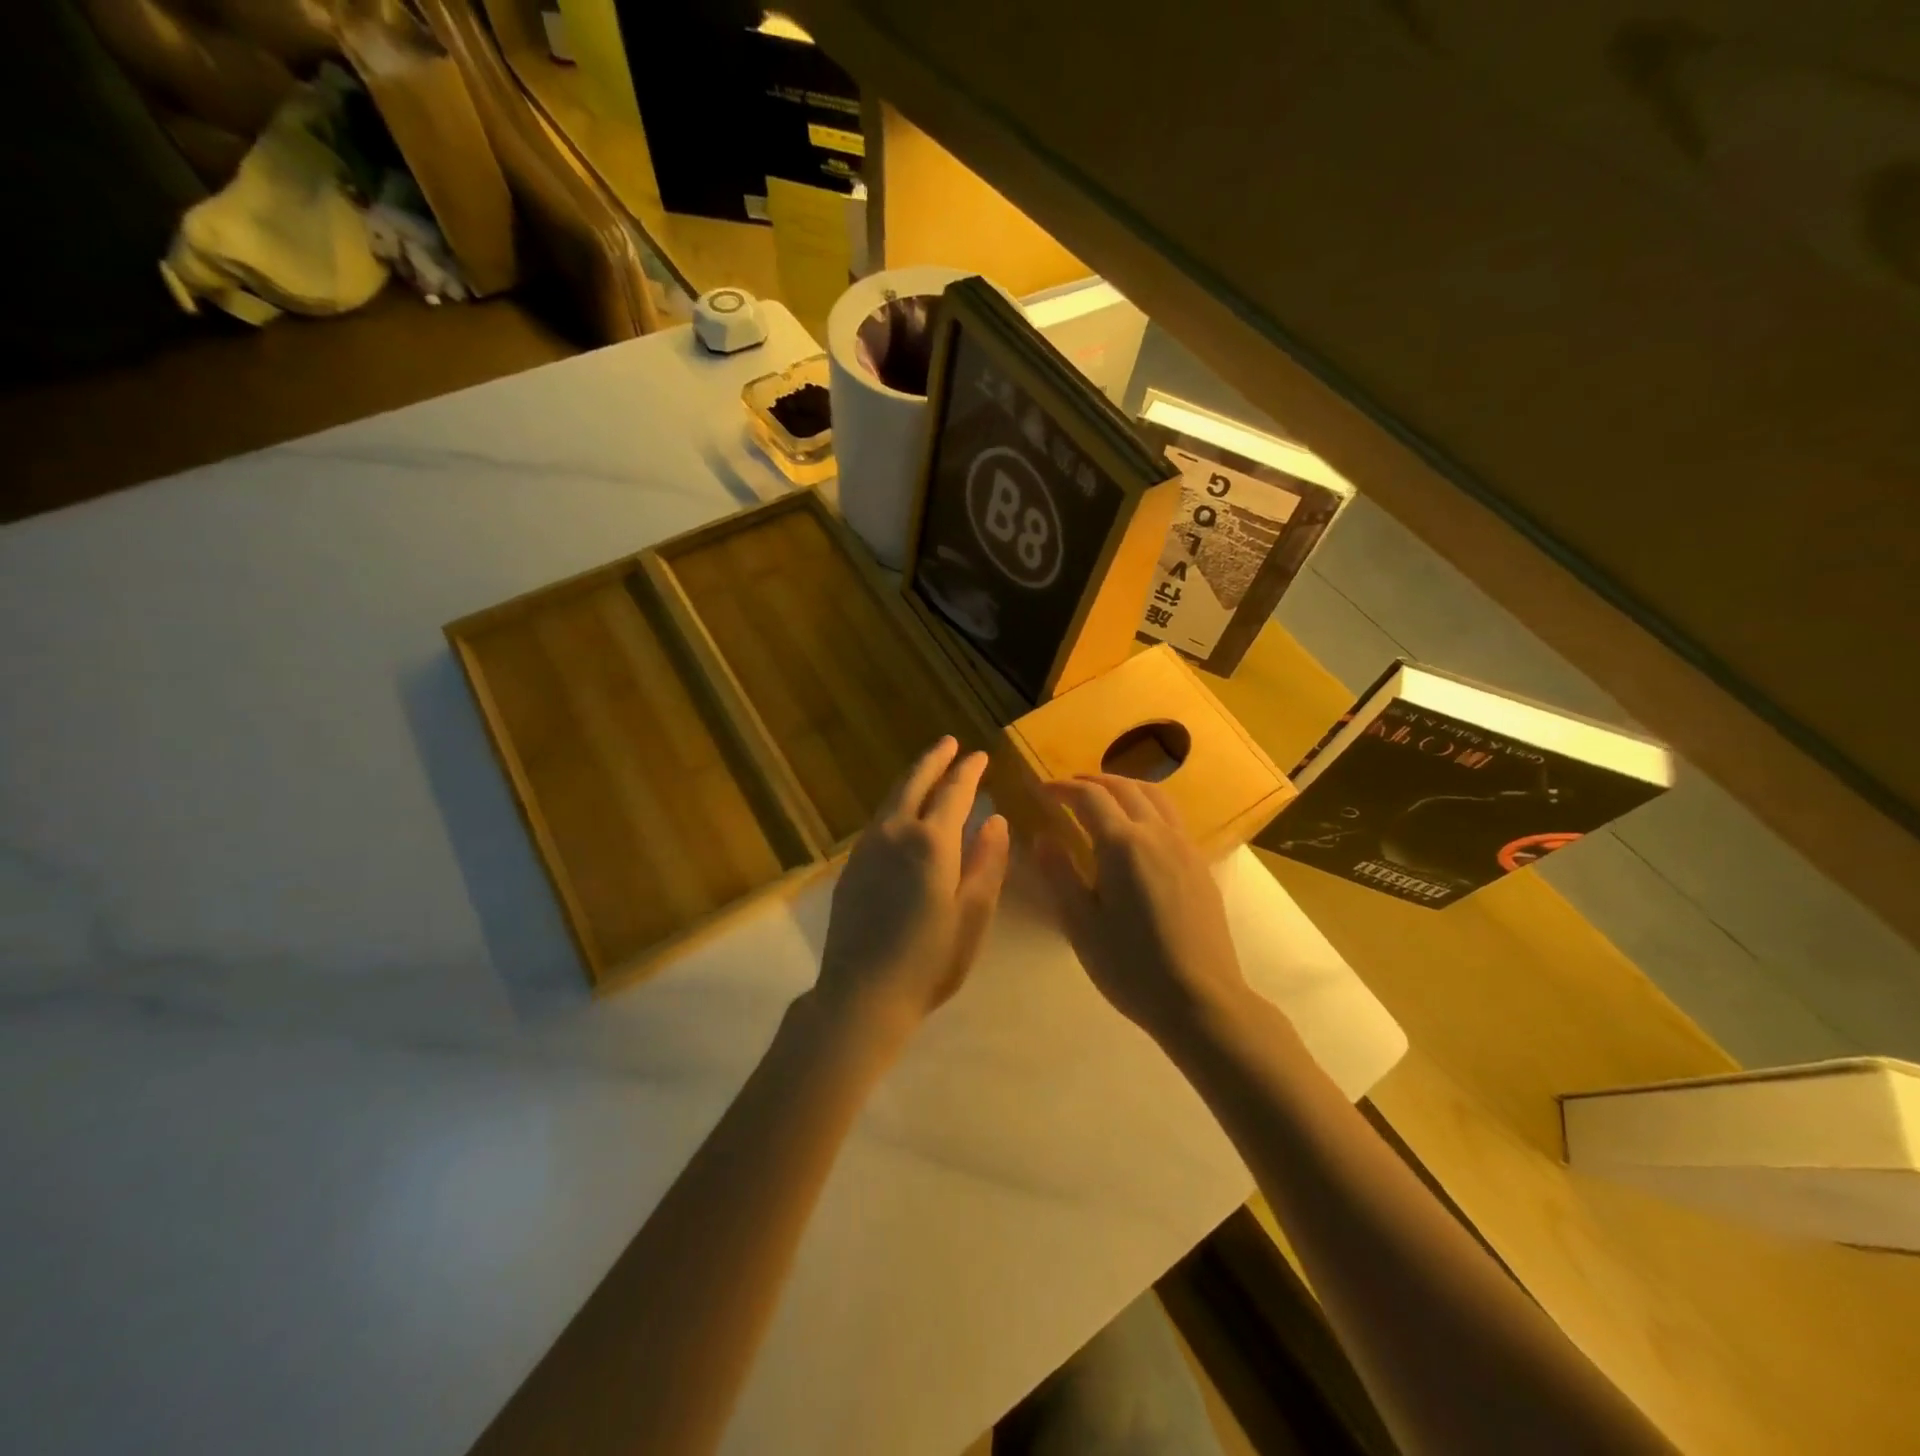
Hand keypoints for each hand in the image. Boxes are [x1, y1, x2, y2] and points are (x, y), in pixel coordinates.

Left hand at [814, 737, 1009, 1045]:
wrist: (862, 993)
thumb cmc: (929, 959)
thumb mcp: (972, 914)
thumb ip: (987, 863)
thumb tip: (996, 820)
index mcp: (932, 842)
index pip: (954, 791)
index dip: (968, 771)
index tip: (980, 755)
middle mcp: (895, 833)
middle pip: (915, 782)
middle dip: (934, 759)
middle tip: (949, 743)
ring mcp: (868, 847)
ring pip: (893, 798)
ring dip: (913, 778)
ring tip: (928, 769)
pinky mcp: (852, 864)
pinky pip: (879, 819)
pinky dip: (897, 803)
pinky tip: (903, 812)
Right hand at [1035, 775, 1250, 1042]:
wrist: (1200, 1000)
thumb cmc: (1130, 965)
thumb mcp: (1080, 923)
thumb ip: (1059, 873)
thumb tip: (1042, 837)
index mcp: (1123, 844)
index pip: (1089, 797)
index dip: (1063, 788)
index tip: (1042, 790)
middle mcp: (1157, 833)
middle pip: (1124, 787)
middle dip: (1092, 781)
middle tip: (1068, 788)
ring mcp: (1184, 847)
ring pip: (1155, 796)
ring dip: (1124, 786)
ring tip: (1104, 796)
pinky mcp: (1200, 865)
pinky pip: (1171, 817)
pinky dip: (1148, 805)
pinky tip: (1139, 828)